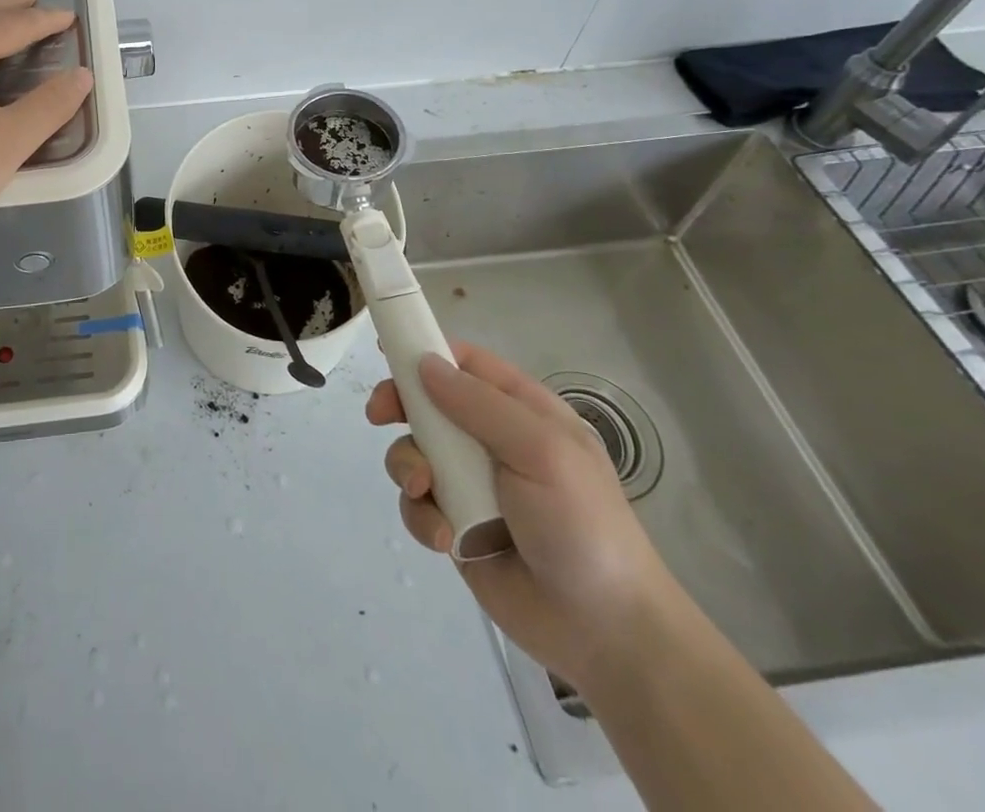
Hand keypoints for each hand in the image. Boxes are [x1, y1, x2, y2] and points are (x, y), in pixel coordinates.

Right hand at [367, 342, 686, 692]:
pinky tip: (444, 538)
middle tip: (379, 416)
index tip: (387, 355)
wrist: (604, 631)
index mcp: (521, 411)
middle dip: (400, 407)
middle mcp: (491, 441)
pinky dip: (421, 516)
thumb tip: (424, 363)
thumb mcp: (542, 451)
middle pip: (428, 403)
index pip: (466, 363)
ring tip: (424, 490)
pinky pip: (417, 504)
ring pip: (414, 452)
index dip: (426, 352)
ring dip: (408, 467)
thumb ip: (480, 404)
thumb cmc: (582, 525)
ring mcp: (471, 484)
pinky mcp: (455, 525)